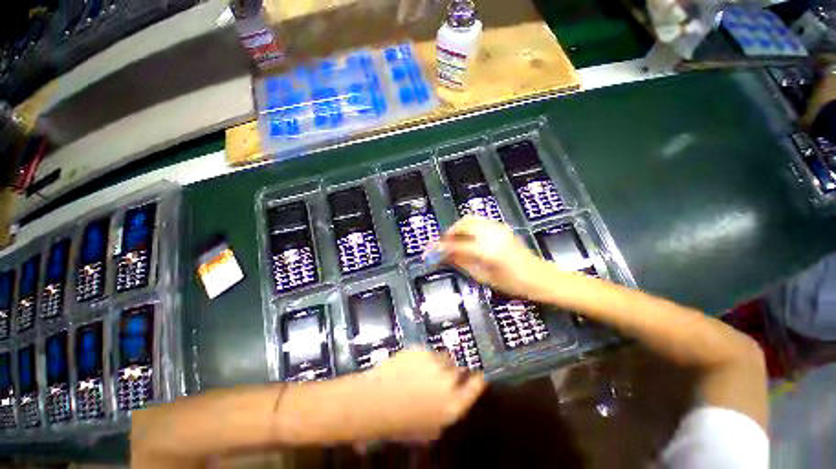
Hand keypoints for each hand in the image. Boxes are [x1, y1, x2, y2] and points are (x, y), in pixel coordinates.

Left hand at [347, 348, 485, 442]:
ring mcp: (434, 362)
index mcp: (453, 405)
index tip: (477, 375)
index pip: (476, 386)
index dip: (477, 380)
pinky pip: (428, 351)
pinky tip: (411, 366)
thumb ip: (446, 412)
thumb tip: (452, 398)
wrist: (374, 401)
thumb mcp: (429, 428)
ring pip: (444, 357)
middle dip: (452, 373)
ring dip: (438, 363)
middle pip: (459, 370)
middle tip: (439, 377)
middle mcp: (448, 381)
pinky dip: (423, 357)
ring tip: (423, 371)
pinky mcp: (421, 349)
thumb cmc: (400, 422)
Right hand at [432, 215, 556, 300]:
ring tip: (454, 242)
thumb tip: (443, 255)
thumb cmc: (513, 284)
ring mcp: (498, 227)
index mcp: (487, 250)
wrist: (540, 277)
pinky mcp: (501, 227)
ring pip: (471, 219)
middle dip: (449, 232)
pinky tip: (468, 239)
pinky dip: (469, 227)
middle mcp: (491, 234)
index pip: (456, 244)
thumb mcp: (484, 277)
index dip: (440, 246)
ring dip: (459, 228)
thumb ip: (461, 263)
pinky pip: (479, 222)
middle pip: (463, 224)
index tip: (429, 249)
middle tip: (444, 245)